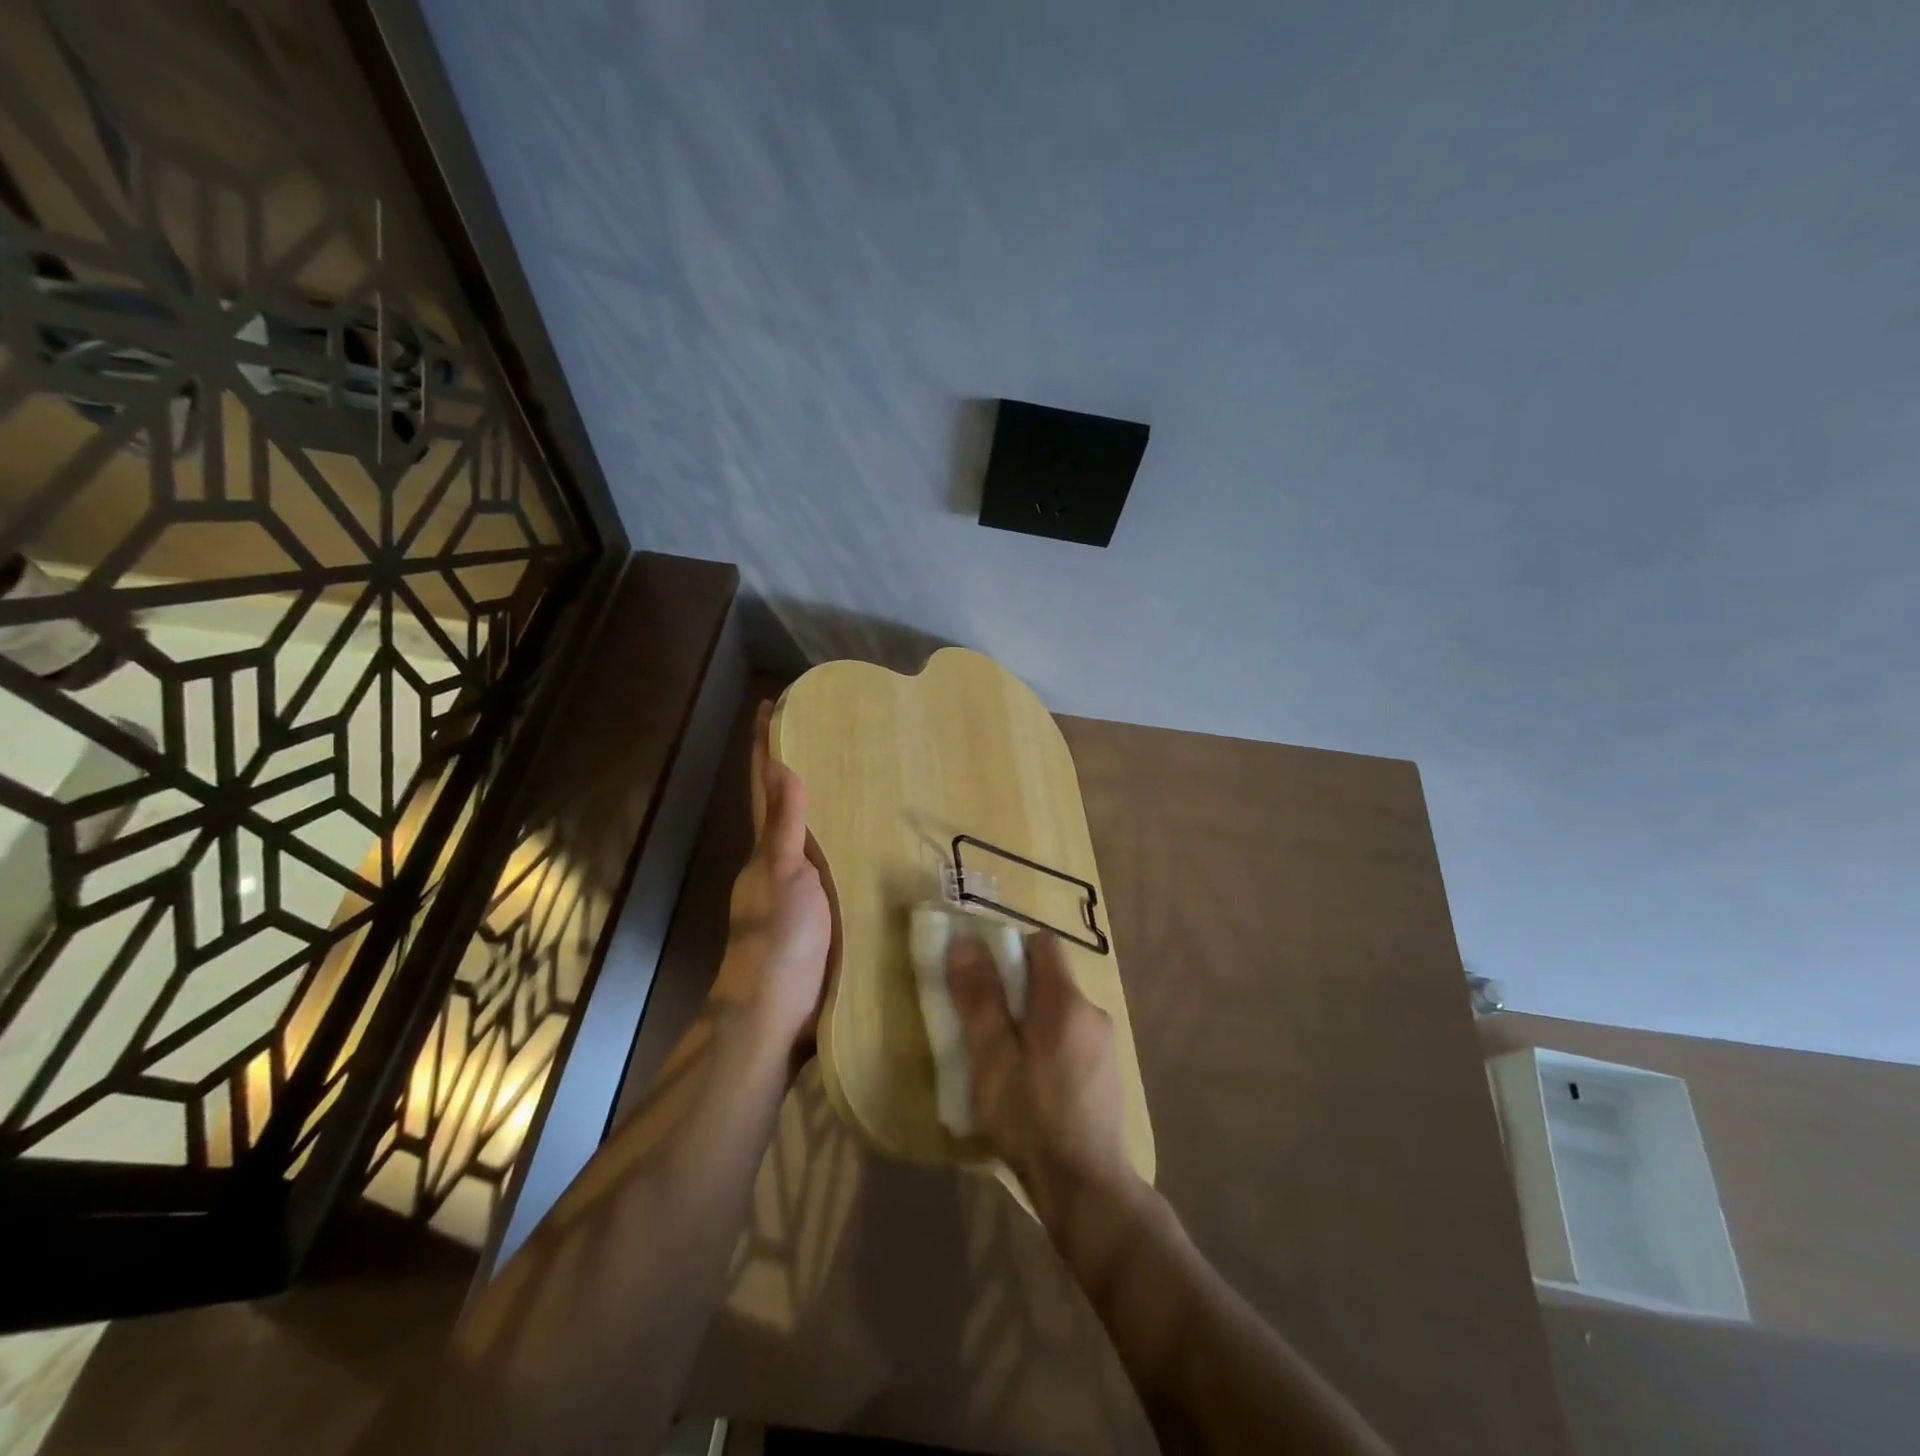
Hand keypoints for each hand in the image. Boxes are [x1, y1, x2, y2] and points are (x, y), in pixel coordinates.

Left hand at [713, 702, 831, 1059]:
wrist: (777, 1016)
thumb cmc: (778, 940)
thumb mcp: (785, 877)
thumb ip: (785, 826)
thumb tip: (782, 763)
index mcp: (766, 848)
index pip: (764, 785)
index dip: (765, 745)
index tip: (774, 703)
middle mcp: (779, 862)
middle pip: (786, 804)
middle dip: (801, 766)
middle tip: (835, 731)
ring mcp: (801, 889)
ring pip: (813, 834)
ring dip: (828, 804)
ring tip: (864, 775)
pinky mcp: (825, 913)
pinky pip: (837, 865)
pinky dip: (849, 844)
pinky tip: (877, 841)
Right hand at [947, 932, 1140, 1230]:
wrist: (1087, 1189)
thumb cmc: (1031, 1118)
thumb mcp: (992, 1057)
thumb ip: (979, 998)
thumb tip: (964, 942)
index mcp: (1066, 1000)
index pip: (1042, 943)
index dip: (1011, 950)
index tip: (985, 978)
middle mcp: (1093, 1011)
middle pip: (1050, 978)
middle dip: (1016, 991)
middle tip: (986, 1026)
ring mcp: (1106, 1043)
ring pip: (1060, 1011)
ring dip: (1032, 1022)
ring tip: (1006, 1062)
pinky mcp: (1109, 1072)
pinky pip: (1073, 1038)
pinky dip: (1050, 1046)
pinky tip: (1034, 1086)